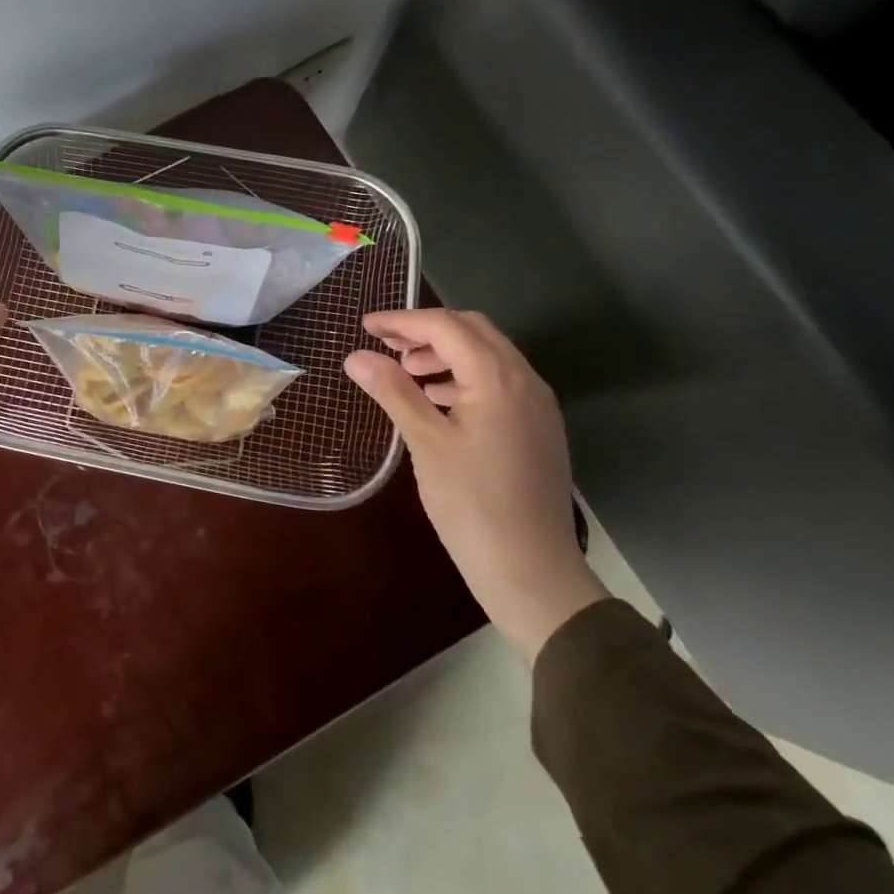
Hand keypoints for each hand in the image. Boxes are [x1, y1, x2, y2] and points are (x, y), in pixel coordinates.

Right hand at [344, 309, 606, 662]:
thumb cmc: (473, 505)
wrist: (533, 573)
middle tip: (387, 345)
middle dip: (427, 330)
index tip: (367, 327)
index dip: (403, 320)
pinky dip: (464, 376)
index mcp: (498, 378)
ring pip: (488, 354)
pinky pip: (498, 381)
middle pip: (473, 331)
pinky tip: (437, 400)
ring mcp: (537, 405)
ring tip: (407, 372)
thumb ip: (393, 391)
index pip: (446, 327)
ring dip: (446, 352)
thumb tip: (356, 357)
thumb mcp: (426, 443)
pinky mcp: (538, 427)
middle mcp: (525, 380)